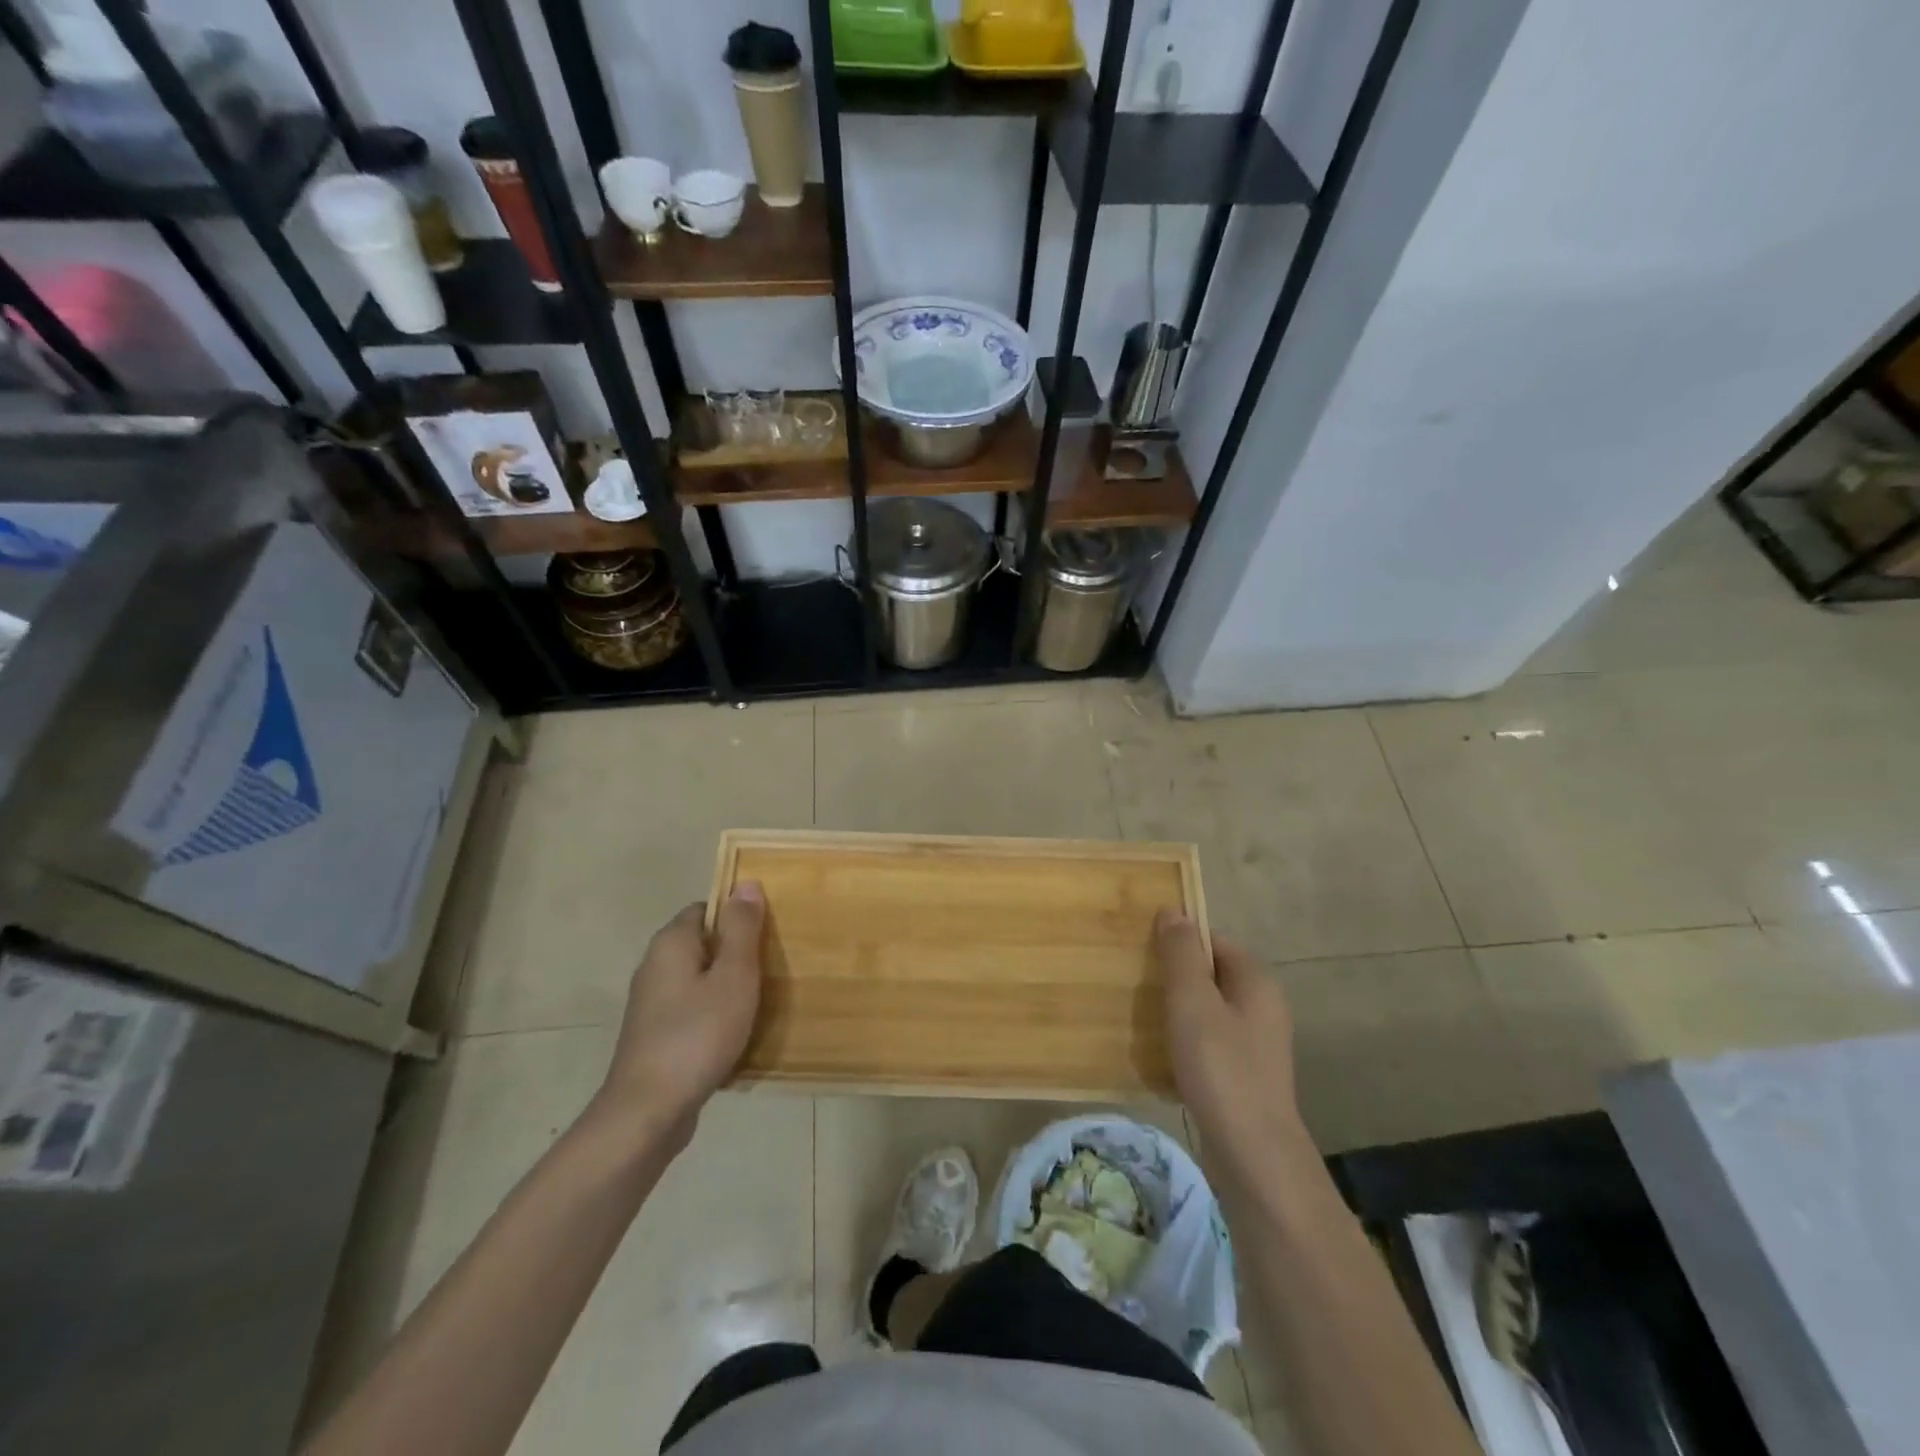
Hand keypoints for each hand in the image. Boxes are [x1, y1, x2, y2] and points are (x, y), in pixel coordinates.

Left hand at [597, 884, 765, 1143]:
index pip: (707, 908)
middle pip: (704, 943)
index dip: (738, 916)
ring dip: (728, 986)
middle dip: (737, 952)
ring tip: (762, 1000)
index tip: (769, 934)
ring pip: (699, 979)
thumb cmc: (697, 1034)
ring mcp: (652, 1003)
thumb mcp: (733, 977)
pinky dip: (715, 1013)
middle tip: (773, 967)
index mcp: (671, 943)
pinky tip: (737, 1032)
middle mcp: (655, 966)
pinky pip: (692, 1009)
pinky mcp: (655, 1035)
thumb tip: (746, 882)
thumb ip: (741, 929)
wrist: (648, 1111)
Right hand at [1157, 909, 1312, 1189]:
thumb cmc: (1221, 1069)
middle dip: (1174, 978)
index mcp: (1256, 981)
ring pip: (1207, 1010)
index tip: (1142, 952)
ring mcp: (1256, 1043)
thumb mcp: (1193, 1003)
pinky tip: (1159, 1055)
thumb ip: (1181, 955)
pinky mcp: (1244, 1074)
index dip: (1179, 942)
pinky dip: (1185, 1042)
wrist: (1253, 1155)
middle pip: (1210, 975)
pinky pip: (1209, 1041)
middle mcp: (1262, 1006)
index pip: (1213, 941)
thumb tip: (1173, 911)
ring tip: (1140, 1017)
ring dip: (1176, 1011)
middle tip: (1135, 983)